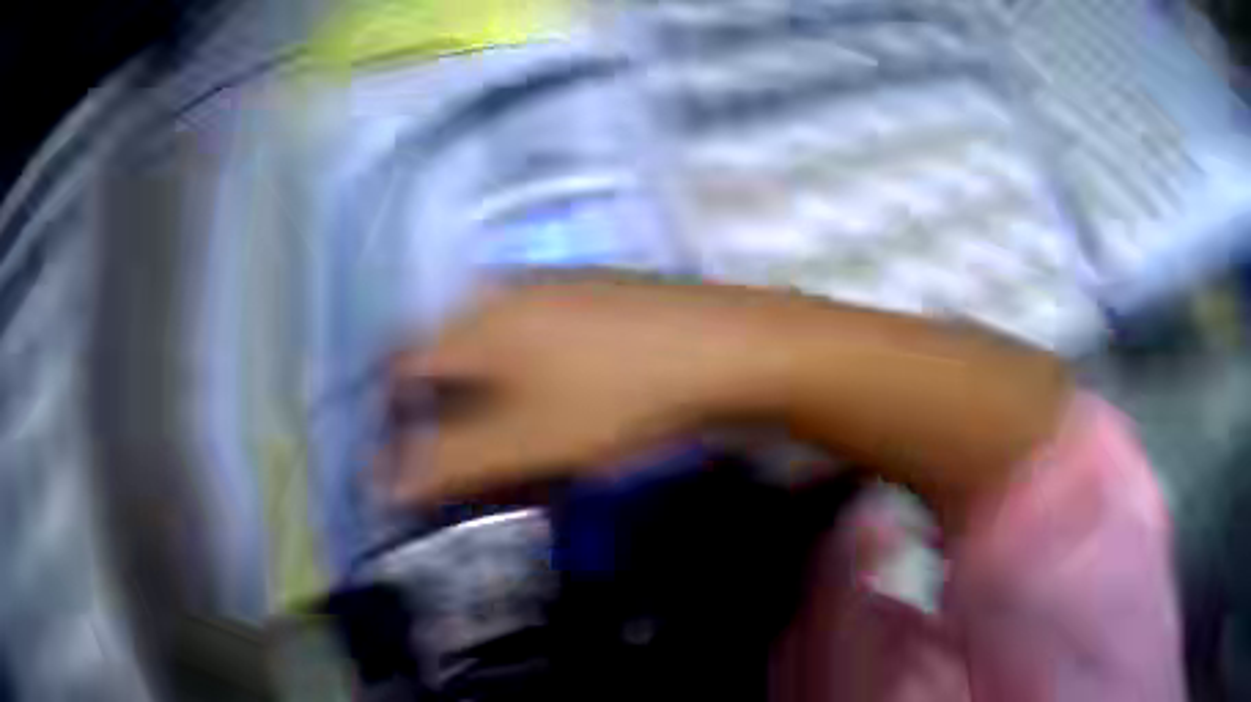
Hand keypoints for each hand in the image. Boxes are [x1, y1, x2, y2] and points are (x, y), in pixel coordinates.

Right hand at [383, 278, 768, 502]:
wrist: (728, 350)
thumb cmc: (618, 399)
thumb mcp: (526, 444)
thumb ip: (448, 464)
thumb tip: (386, 482)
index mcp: (476, 321)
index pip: (402, 366)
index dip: (394, 417)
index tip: (412, 463)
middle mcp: (502, 291)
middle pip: (443, 354)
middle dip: (440, 410)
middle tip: (465, 458)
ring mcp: (551, 285)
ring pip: (489, 344)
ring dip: (484, 394)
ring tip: (514, 437)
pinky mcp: (592, 291)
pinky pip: (532, 333)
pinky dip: (526, 373)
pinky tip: (566, 398)